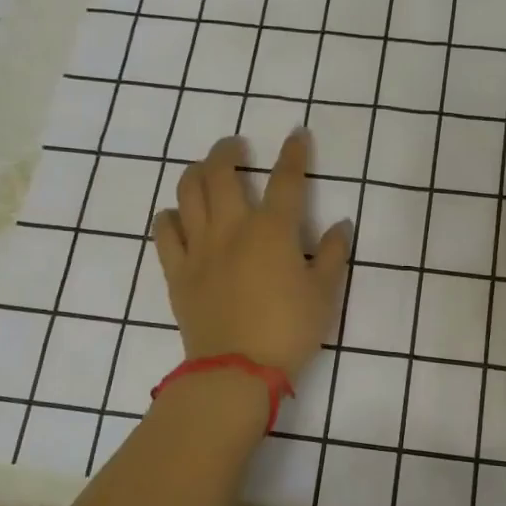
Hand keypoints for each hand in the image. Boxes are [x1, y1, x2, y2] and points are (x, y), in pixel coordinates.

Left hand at [152, 132, 351, 379]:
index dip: (294, 154)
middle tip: (236, 147)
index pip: (286, 180)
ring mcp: (199, 248)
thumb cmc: (289, 330)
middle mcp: (232, 228)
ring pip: (187, 193)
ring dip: (195, 173)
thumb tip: (340, 225)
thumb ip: (334, 254)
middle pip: (221, 173)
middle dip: (229, 151)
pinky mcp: (177, 271)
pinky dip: (169, 217)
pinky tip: (176, 216)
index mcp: (272, 231)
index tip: (296, 134)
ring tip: (204, 170)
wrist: (236, 371)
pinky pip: (164, 233)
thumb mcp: (325, 294)